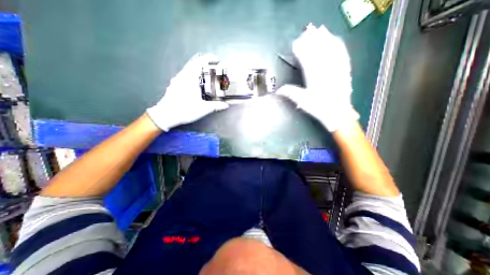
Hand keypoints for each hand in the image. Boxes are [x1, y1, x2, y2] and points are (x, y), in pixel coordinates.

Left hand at [146, 54, 227, 132]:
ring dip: (198, 69)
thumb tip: (226, 105)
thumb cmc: (185, 110)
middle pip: (194, 63)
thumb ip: (216, 106)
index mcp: (190, 78)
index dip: (209, 58)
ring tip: (207, 74)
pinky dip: (193, 75)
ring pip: (189, 69)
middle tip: (213, 67)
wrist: (166, 115)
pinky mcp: (175, 85)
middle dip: (205, 63)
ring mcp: (177, 80)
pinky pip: (185, 75)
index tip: (217, 59)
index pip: (199, 62)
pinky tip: (197, 83)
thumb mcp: (203, 109)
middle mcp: (182, 76)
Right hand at [277, 24, 358, 131]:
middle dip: (311, 40)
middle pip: (318, 49)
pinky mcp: (345, 69)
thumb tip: (278, 91)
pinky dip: (338, 44)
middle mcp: (326, 69)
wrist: (338, 113)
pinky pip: (342, 53)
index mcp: (314, 76)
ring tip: (318, 31)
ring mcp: (337, 67)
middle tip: (305, 33)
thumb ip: (290, 93)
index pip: (306, 57)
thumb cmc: (319, 108)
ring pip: (331, 48)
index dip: (300, 49)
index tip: (295, 44)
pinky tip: (334, 39)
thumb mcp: (302, 101)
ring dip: (324, 38)